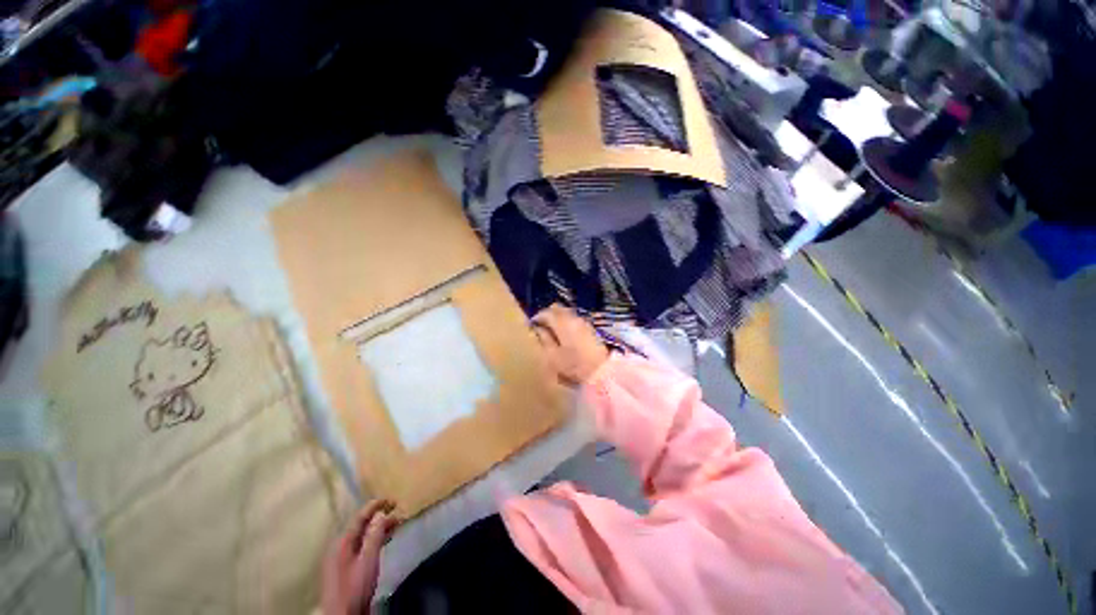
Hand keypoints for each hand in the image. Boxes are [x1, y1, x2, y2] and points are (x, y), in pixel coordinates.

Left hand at [322, 500, 399, 614]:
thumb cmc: (355, 587)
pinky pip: (362, 544)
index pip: (359, 517)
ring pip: (362, 535)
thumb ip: (374, 536)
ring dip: (379, 527)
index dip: (375, 506)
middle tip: (397, 508)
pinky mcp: (348, 567)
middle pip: (360, 525)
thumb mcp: (368, 560)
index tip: (391, 498)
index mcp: (342, 542)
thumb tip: (381, 513)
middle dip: (378, 515)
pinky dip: (375, 538)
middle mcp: (341, 546)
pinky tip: (386, 539)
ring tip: (396, 521)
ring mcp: (343, 558)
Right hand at [531, 304, 609, 386]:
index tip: (531, 326)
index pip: (545, 312)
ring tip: (552, 331)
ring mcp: (583, 321)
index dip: (536, 318)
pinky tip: (564, 334)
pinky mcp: (590, 328)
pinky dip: (566, 322)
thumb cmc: (573, 365)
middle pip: (557, 308)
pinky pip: (574, 319)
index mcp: (562, 323)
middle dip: (547, 314)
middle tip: (541, 326)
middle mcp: (573, 318)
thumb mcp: (553, 356)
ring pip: (566, 312)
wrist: (601, 371)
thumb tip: (537, 329)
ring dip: (557, 318)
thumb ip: (544, 339)